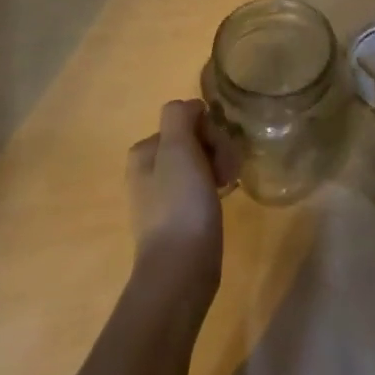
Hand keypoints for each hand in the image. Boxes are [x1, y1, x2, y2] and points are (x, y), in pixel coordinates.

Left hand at [127, 100, 224, 306]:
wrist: (181, 268)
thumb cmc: (180, 204)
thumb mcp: (177, 149)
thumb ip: (180, 116)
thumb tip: (192, 107)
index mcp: (144, 151)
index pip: (186, 120)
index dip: (209, 130)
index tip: (220, 151)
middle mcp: (148, 170)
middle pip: (193, 140)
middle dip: (217, 149)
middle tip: (229, 172)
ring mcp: (163, 195)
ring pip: (201, 163)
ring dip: (220, 166)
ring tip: (231, 185)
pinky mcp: (179, 216)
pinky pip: (201, 186)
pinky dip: (216, 186)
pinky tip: (225, 197)